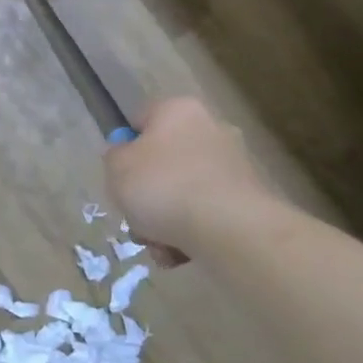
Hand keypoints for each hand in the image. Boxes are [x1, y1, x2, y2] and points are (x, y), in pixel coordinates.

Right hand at [104, 97, 265, 259]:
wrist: (228, 228)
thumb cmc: (163, 186)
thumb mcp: (116, 168)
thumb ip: (114, 157)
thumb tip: (125, 155)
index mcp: (178, 110)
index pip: (142, 119)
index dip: (125, 147)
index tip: (119, 176)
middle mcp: (211, 128)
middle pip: (164, 161)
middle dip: (148, 193)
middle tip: (135, 215)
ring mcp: (233, 164)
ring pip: (183, 191)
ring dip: (166, 219)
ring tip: (157, 243)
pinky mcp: (247, 198)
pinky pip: (206, 213)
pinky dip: (190, 231)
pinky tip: (179, 251)